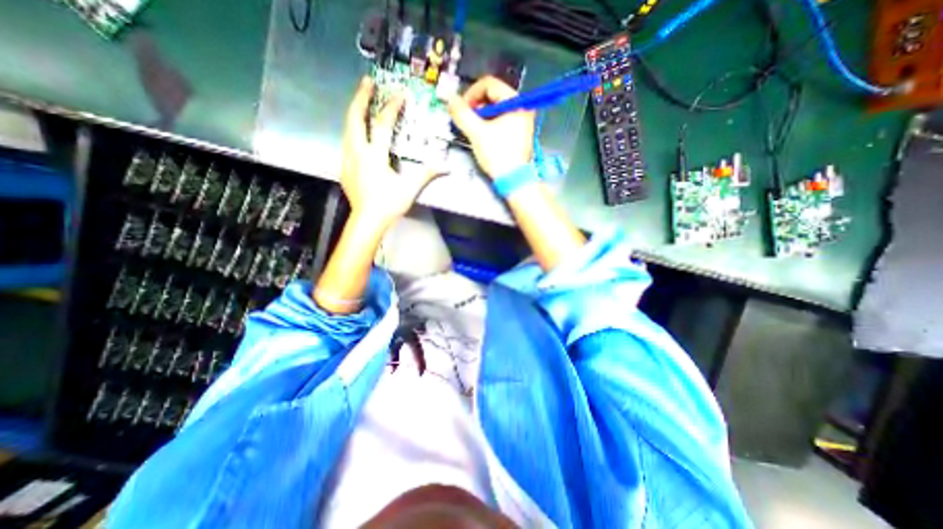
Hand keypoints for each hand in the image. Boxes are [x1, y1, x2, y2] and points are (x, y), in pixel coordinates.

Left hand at [340, 77, 439, 229]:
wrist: (367, 221)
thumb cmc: (388, 204)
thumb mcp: (410, 189)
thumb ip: (426, 174)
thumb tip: (445, 167)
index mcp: (374, 156)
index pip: (382, 125)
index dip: (391, 107)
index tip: (399, 94)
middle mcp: (357, 152)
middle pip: (355, 118)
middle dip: (361, 97)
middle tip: (367, 82)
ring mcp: (348, 159)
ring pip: (347, 128)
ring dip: (355, 112)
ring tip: (362, 101)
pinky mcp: (345, 167)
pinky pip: (347, 141)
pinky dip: (352, 129)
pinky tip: (358, 131)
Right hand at [447, 77, 533, 179]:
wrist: (514, 180)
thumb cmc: (498, 155)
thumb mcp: (476, 132)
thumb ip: (461, 113)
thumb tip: (450, 99)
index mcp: (515, 101)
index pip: (489, 84)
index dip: (471, 94)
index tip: (462, 109)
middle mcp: (522, 107)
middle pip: (492, 96)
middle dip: (476, 107)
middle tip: (467, 121)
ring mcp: (522, 120)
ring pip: (496, 109)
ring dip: (481, 117)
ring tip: (474, 131)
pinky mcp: (519, 133)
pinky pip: (501, 120)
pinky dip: (489, 124)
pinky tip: (483, 136)